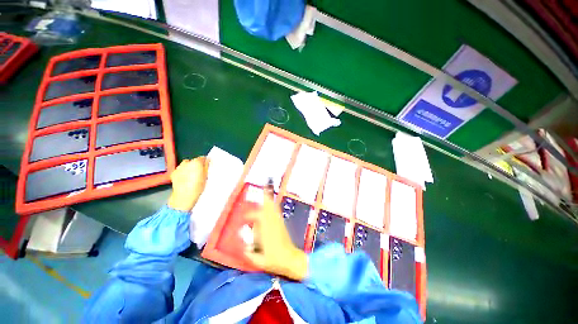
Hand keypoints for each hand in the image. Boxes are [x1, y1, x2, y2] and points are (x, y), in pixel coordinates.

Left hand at [168, 157, 209, 211]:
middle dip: (197, 165)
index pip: (203, 158)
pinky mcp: (174, 173)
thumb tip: (208, 161)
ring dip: (190, 168)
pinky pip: (180, 169)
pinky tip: (185, 179)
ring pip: (186, 164)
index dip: (206, 162)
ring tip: (193, 176)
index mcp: (197, 162)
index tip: (208, 167)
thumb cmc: (198, 187)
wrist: (184, 197)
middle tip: (200, 172)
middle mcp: (187, 162)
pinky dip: (183, 172)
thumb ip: (207, 167)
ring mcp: (179, 167)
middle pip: (194, 161)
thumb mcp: (207, 176)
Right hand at [244, 186, 307, 280]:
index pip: (258, 216)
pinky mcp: (282, 223)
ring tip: (268, 186)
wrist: (291, 260)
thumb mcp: (258, 260)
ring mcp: (279, 221)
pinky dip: (274, 204)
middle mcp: (273, 222)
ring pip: (273, 206)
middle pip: (269, 205)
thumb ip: (249, 252)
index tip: (244, 220)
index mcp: (267, 230)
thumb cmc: (274, 260)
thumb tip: (245, 245)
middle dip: (266, 194)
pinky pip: (277, 210)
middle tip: (266, 182)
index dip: (250, 216)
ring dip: (270, 197)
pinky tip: (272, 200)